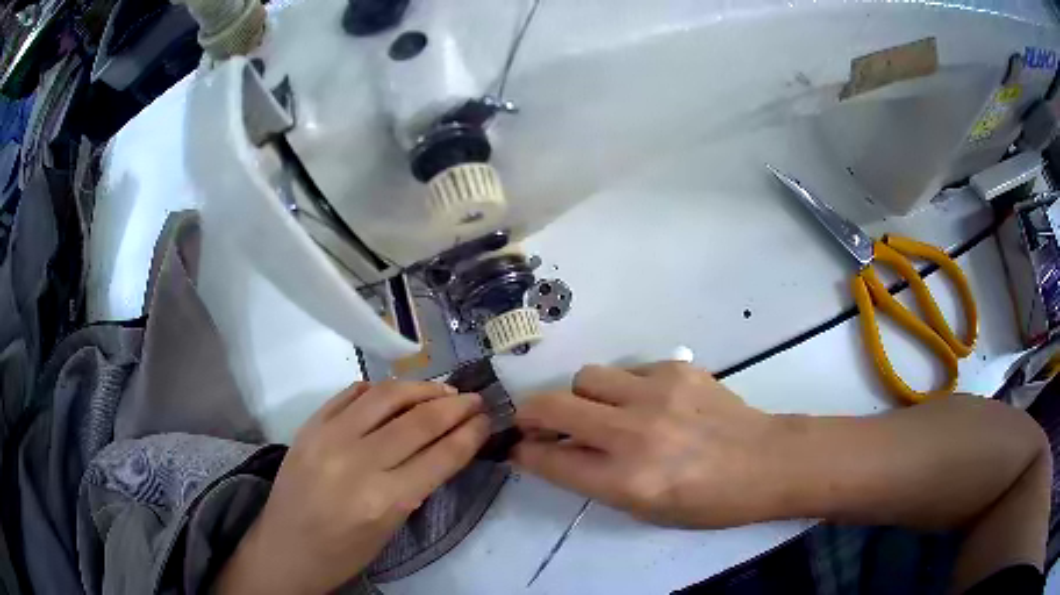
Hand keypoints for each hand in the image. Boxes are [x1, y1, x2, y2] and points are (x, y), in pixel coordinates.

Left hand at [217, 381, 489, 594]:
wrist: (286, 548)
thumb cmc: (344, 552)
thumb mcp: (391, 529)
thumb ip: (416, 485)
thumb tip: (442, 445)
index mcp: (384, 500)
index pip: (440, 455)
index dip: (470, 433)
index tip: (486, 419)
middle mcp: (357, 462)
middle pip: (418, 421)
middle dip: (455, 406)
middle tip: (474, 399)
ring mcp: (328, 437)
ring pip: (386, 396)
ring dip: (421, 388)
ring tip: (441, 391)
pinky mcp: (310, 425)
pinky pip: (351, 394)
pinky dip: (379, 390)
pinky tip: (396, 394)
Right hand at [513, 362, 782, 527]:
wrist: (764, 461)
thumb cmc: (707, 502)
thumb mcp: (645, 510)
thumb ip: (596, 480)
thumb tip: (559, 453)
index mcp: (627, 480)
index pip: (550, 461)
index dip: (523, 454)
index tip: (516, 447)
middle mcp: (634, 433)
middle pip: (553, 406)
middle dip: (531, 414)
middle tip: (535, 422)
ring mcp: (657, 394)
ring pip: (586, 377)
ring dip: (582, 397)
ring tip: (601, 411)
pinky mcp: (676, 369)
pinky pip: (628, 372)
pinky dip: (624, 388)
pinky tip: (649, 403)